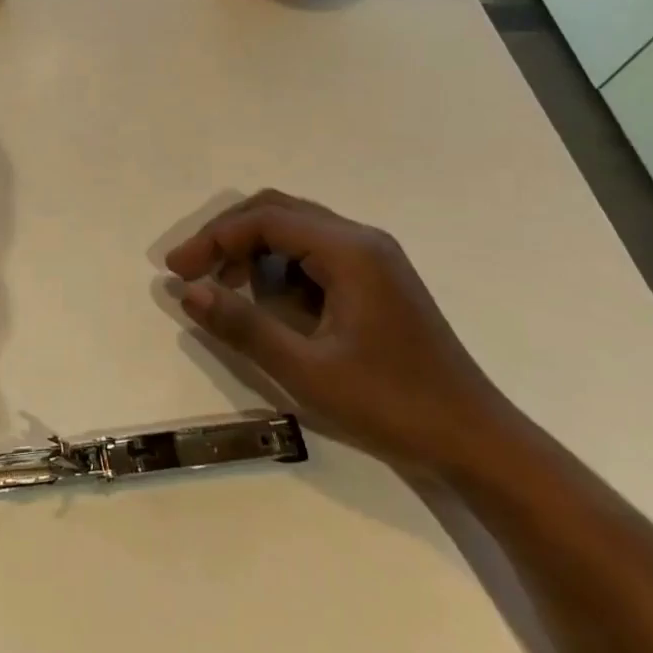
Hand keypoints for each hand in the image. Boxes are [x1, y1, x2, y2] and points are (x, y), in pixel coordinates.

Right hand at [165, 190, 515, 474]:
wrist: (475, 441)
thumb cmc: (391, 405)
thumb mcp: (307, 371)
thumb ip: (244, 326)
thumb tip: (188, 292)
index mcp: (350, 251)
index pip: (265, 220)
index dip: (213, 239)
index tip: (177, 272)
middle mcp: (362, 240)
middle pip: (279, 211)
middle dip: (228, 235)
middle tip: (193, 271)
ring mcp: (374, 258)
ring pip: (296, 228)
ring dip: (252, 248)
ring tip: (223, 287)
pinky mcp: (377, 280)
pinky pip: (314, 252)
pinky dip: (278, 265)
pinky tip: (267, 300)